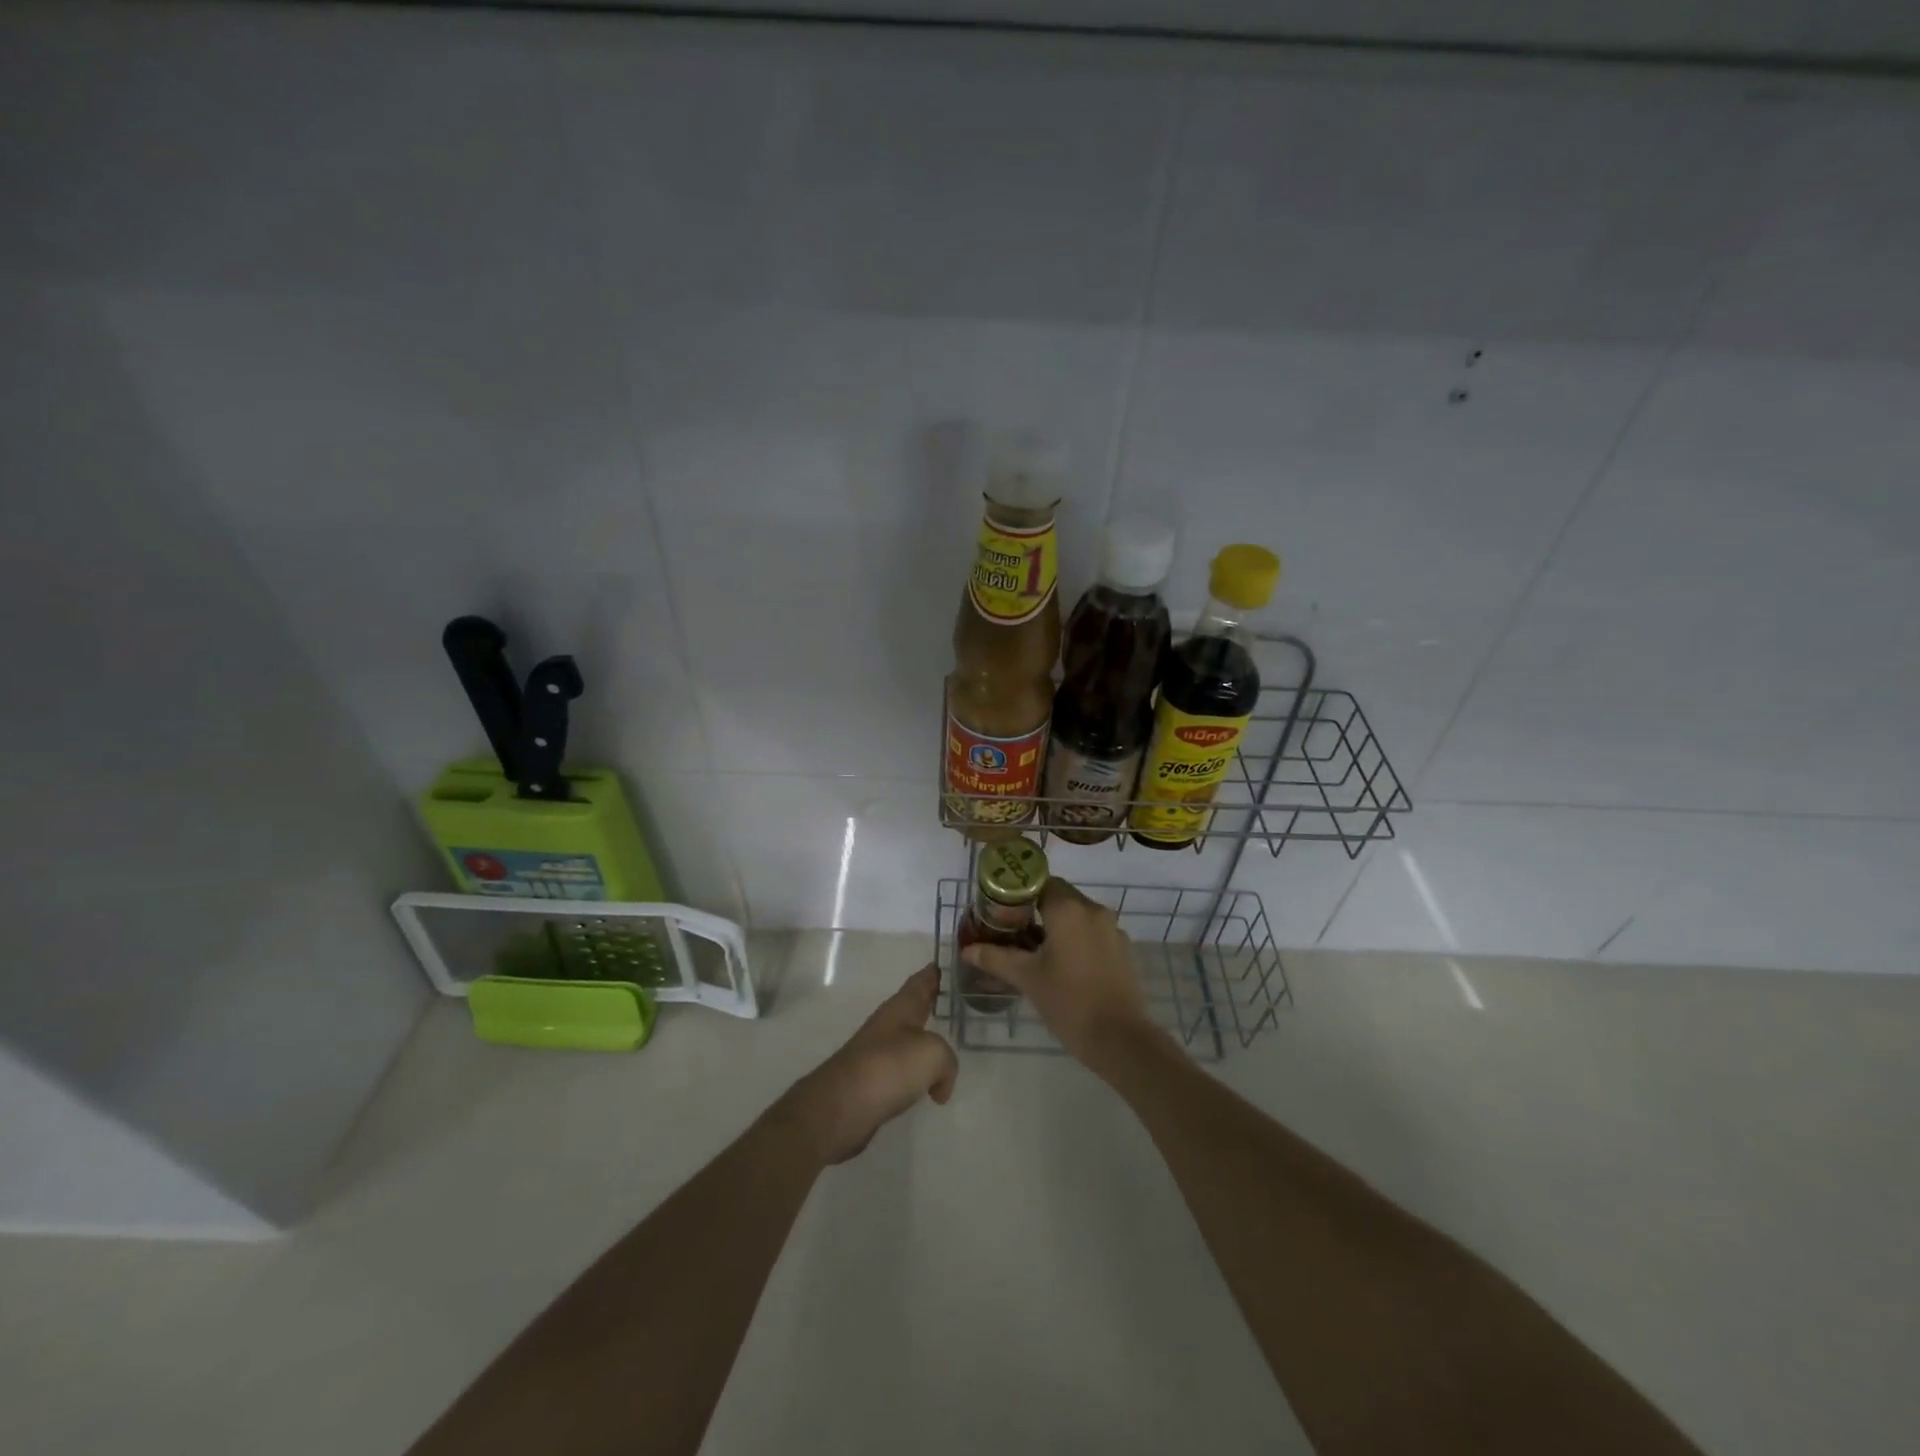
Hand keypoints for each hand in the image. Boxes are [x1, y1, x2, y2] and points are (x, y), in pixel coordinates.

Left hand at [782, 965, 958, 1164]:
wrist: (842, 1106)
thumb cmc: (890, 1066)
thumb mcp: (933, 1054)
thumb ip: (947, 1061)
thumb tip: (940, 1085)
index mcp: (902, 1007)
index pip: (921, 981)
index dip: (934, 972)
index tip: (944, 963)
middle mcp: (888, 1024)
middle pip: (913, 1008)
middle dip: (931, 1004)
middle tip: (954, 1002)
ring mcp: (877, 1053)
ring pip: (908, 1040)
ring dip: (924, 1041)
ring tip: (945, 1045)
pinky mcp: (871, 1082)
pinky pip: (902, 1070)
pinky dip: (916, 1074)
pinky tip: (927, 1086)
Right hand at [959, 878, 1156, 1070]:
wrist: (1120, 1039)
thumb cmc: (1069, 1002)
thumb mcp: (1027, 978)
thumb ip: (995, 958)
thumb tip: (967, 950)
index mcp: (1069, 909)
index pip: (1039, 882)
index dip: (1018, 893)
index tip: (1001, 910)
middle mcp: (1093, 910)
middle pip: (1059, 896)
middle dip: (1035, 909)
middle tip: (1012, 930)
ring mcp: (1112, 929)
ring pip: (1077, 915)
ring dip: (1056, 925)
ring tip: (1034, 949)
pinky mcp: (1123, 949)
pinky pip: (1093, 932)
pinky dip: (1076, 939)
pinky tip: (1063, 964)